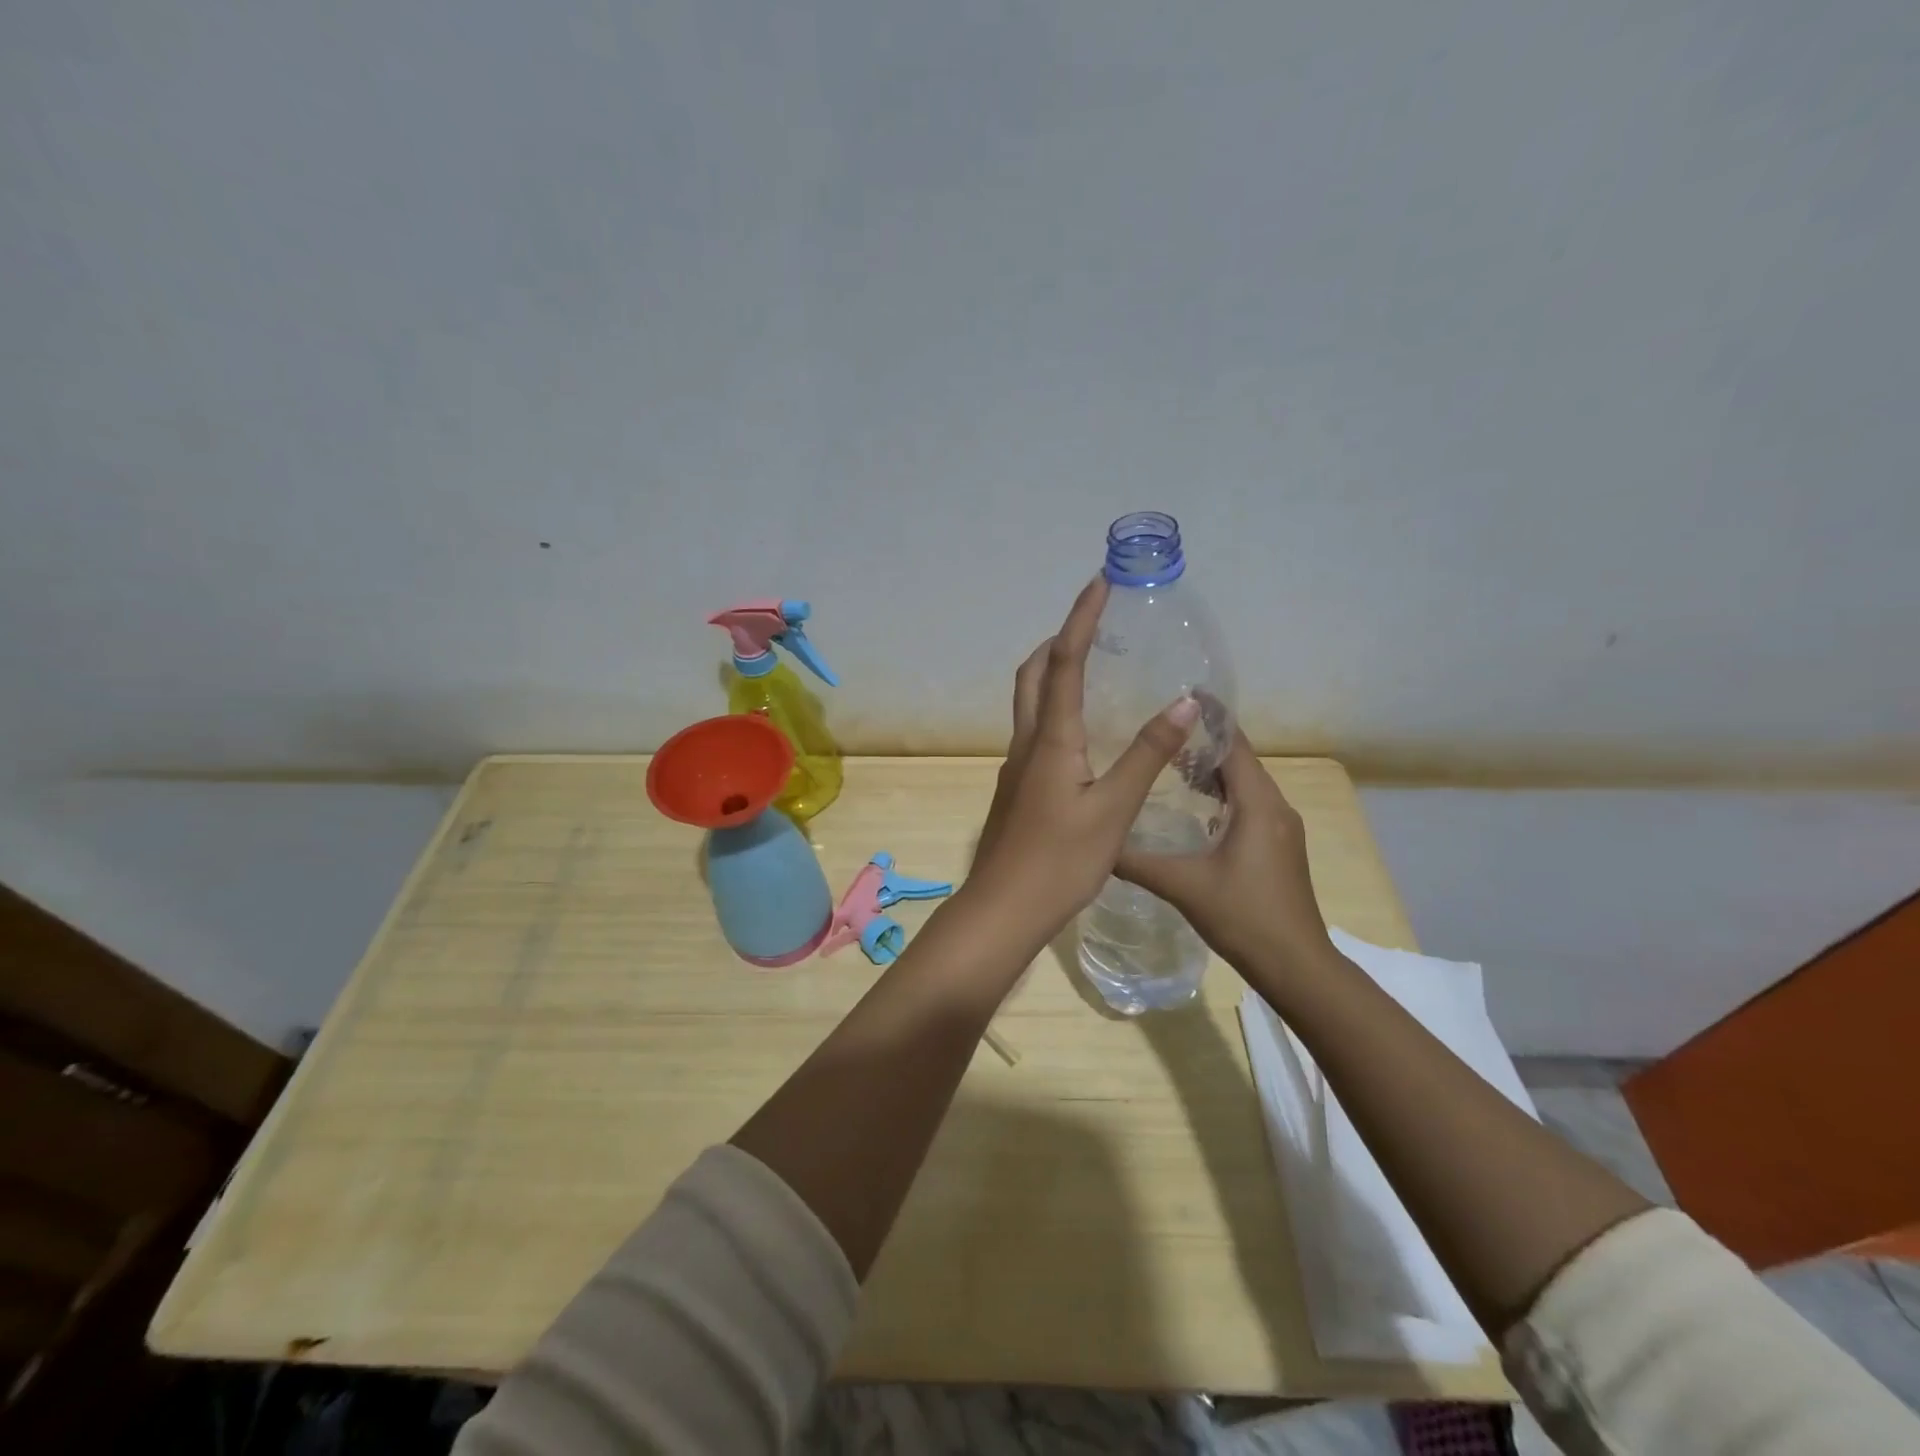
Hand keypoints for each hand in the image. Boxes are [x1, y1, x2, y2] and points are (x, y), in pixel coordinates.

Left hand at [966, 577, 1201, 947]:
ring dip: (1052, 672)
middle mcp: (1027, 743)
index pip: (1065, 662)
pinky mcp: (1018, 789)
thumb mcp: (1113, 809)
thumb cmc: (1060, 861)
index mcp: (1051, 739)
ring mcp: (1017, 767)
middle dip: (1058, 640)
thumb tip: (1184, 700)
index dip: (1081, 619)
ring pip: (1029, 702)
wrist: (1003, 909)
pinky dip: (1054, 708)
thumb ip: (1146, 754)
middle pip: (1034, 674)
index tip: (1098, 583)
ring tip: (1090, 666)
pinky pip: (1034, 730)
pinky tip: (1082, 732)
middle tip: (1092, 625)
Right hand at [1115, 730, 1332, 974]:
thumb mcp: (1182, 886)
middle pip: (1239, 760)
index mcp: (1257, 804)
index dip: (1210, 718)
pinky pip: (1249, 806)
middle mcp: (1275, 807)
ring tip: (1169, 763)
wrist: (1296, 966)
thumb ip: (1136, 861)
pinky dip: (1222, 796)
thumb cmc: (1243, 916)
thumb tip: (1096, 843)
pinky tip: (1193, 808)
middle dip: (1203, 742)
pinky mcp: (1279, 848)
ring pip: (1245, 784)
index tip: (1180, 695)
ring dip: (1212, 771)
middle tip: (1160, 730)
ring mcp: (1280, 829)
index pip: (1234, 744)